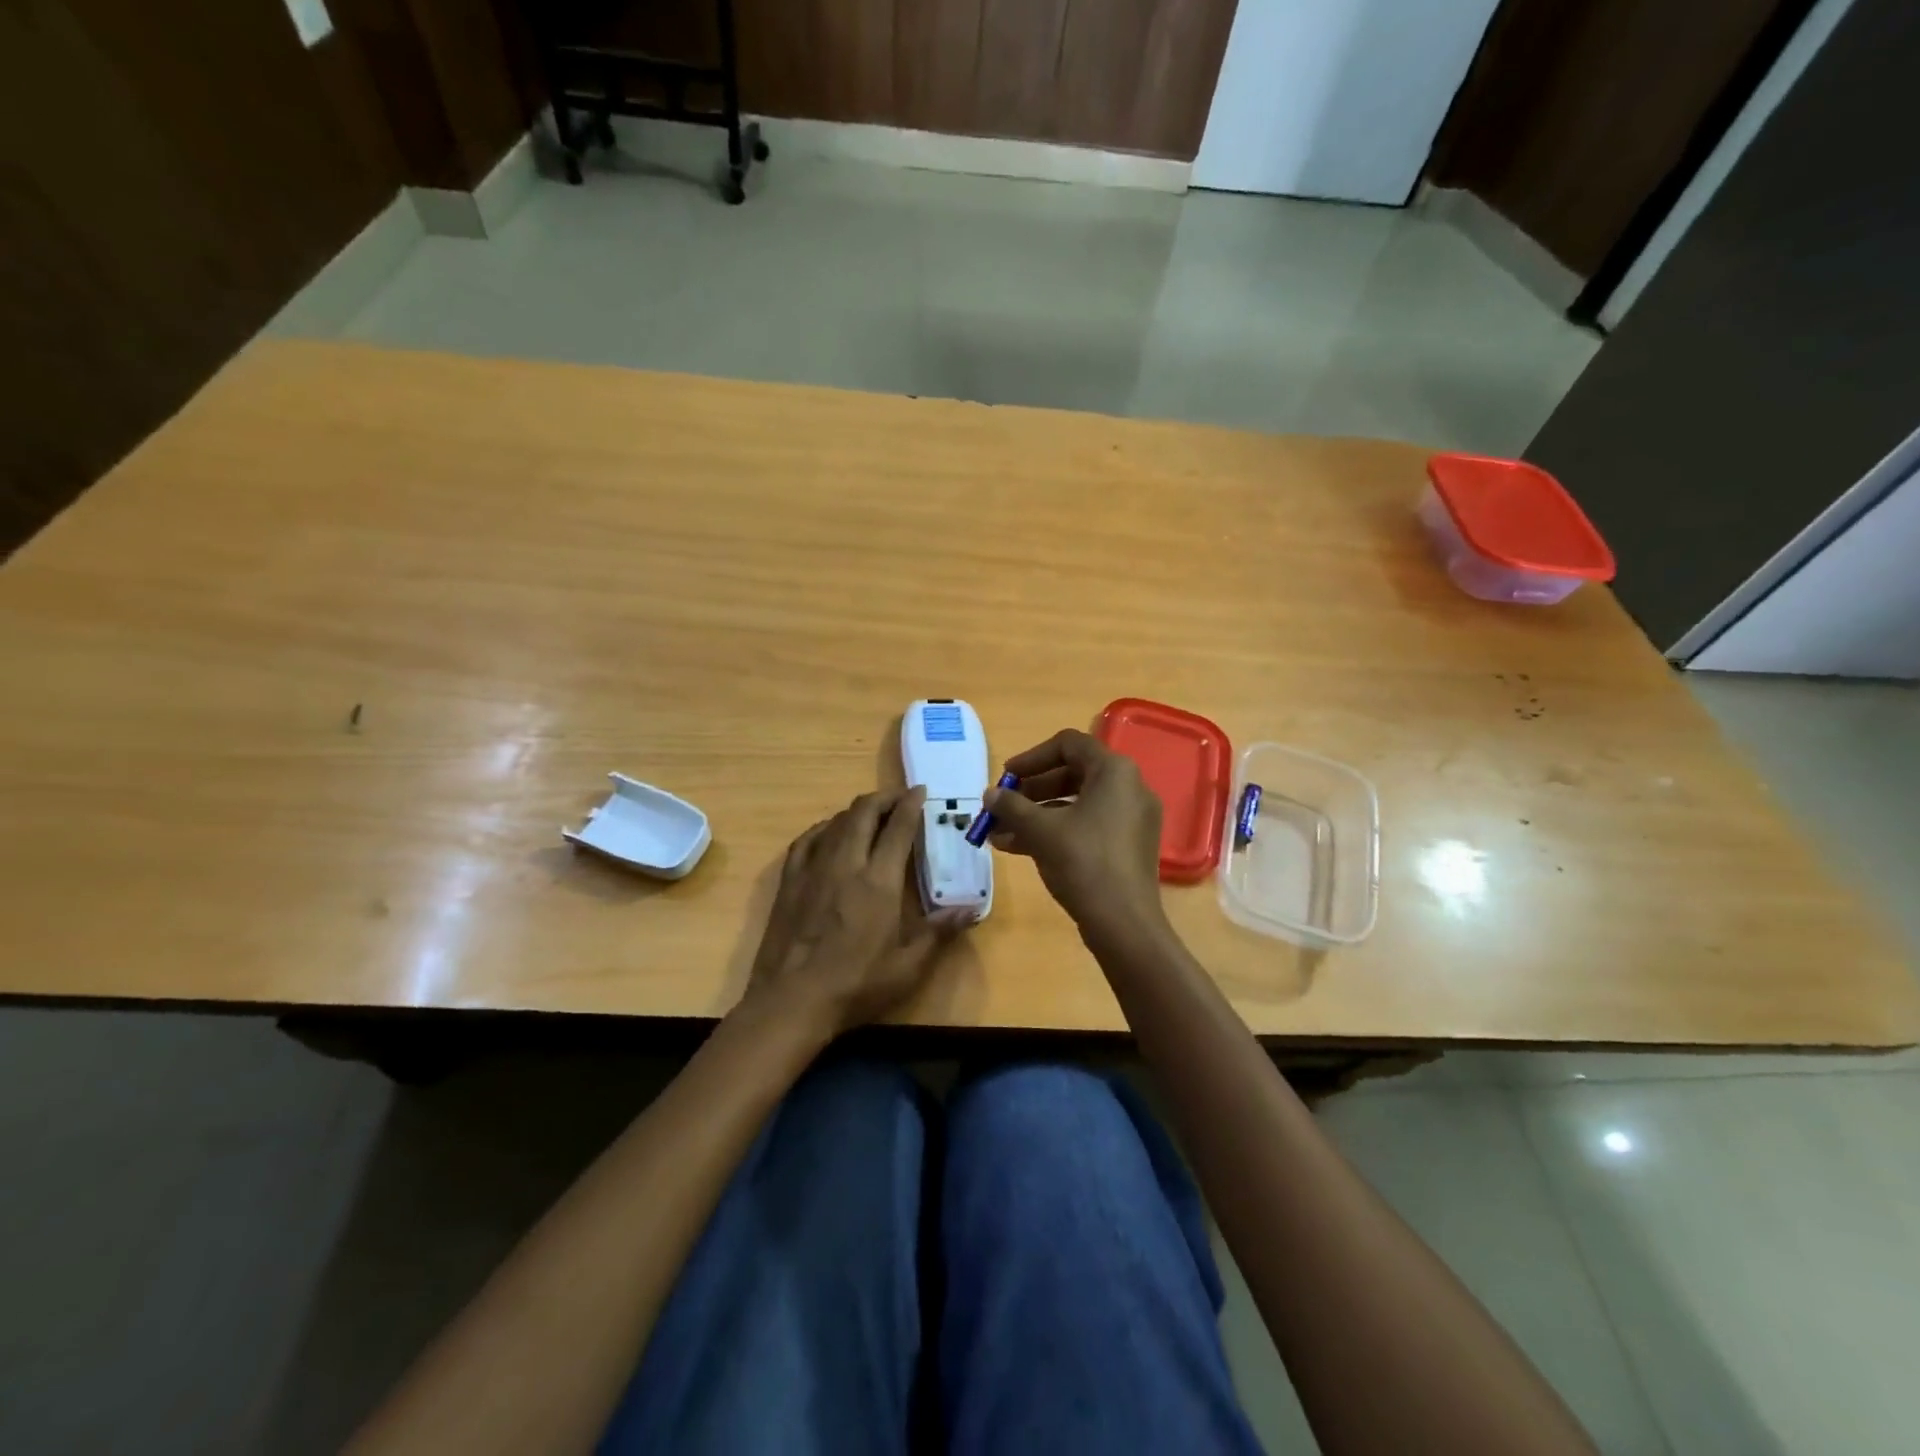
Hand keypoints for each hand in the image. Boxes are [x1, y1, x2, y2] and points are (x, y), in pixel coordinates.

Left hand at [743, 787, 968, 1035]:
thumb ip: (939, 932)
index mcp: (879, 881)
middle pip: (864, 813)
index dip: (911, 804)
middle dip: (884, 798)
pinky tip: (829, 832)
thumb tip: (971, 910)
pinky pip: (807, 839)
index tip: (921, 792)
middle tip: (899, 798)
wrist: (791, 1000)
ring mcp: (813, 869)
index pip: (898, 828)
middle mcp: (846, 863)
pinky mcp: (789, 880)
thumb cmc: (855, 985)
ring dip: (857, 810)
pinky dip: (824, 827)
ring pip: (836, 822)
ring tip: (871, 813)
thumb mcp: (907, 967)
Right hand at [984, 729, 1168, 949]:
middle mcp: (1129, 787)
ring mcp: (1131, 818)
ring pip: (1076, 803)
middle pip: (1072, 773)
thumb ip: (1012, 806)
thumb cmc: (1083, 863)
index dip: (1032, 757)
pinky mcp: (1127, 845)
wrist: (1124, 924)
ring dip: (1036, 814)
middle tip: (1002, 805)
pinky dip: (1055, 831)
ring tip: (999, 832)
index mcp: (1114, 772)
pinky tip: (1017, 848)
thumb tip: (989, 795)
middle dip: (1031, 790)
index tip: (1005, 777)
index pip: (1068, 744)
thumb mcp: (1041, 830)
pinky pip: (1087, 825)